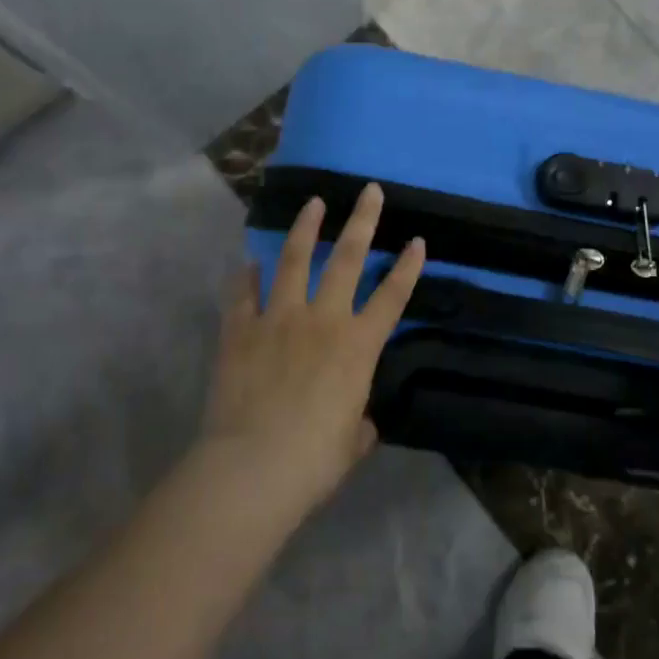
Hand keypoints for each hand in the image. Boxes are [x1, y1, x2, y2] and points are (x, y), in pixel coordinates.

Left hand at [202, 183, 424, 513]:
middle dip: (362, 221)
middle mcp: (322, 320)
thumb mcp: (351, 444)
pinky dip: (246, 277)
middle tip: (369, 190)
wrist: (253, 467)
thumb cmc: (313, 461)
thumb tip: (358, 421)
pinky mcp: (240, 329)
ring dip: (306, 228)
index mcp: (357, 347)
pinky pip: (243, 293)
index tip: (417, 240)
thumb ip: (359, 423)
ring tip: (314, 202)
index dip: (407, 268)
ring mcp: (279, 318)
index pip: (392, 298)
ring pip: (294, 260)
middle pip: (347, 259)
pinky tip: (248, 263)